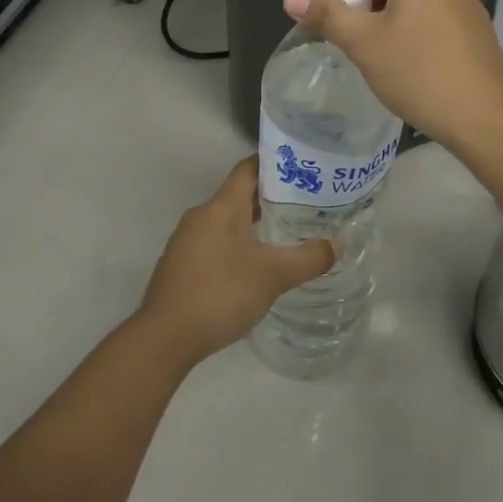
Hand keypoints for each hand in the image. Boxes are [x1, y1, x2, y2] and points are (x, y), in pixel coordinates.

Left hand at [134, 158, 334, 367]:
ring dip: (253, 224)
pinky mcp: (180, 264)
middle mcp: (201, 215)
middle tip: (304, 205)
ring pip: (226, 220)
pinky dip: (236, 244)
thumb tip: (338, 244)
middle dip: (270, 198)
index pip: (249, 168)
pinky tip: (253, 266)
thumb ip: (308, 258)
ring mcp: (186, 240)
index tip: (301, 168)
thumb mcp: (273, 276)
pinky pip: (214, 242)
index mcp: (222, 206)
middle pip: (239, 194)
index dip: (274, 164)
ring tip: (284, 234)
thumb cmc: (221, 293)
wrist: (165, 337)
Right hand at [281, 0, 502, 148]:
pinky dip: (418, 23)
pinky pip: (440, 12)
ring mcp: (469, 4)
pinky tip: (412, 61)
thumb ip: (327, 15)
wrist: (483, 117)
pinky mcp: (479, 29)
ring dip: (395, 9)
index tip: (346, 0)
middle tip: (358, 27)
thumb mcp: (364, 44)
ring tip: (381, 47)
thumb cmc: (417, 73)